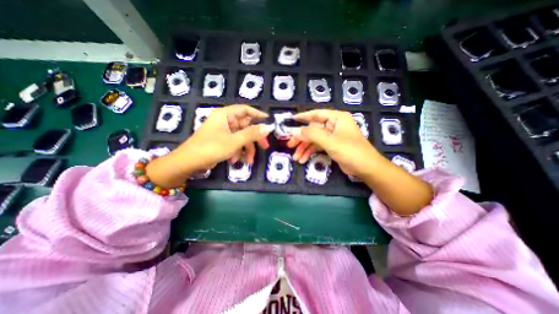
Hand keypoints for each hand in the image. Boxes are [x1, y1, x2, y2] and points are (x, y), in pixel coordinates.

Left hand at [145, 105, 274, 188]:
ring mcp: (224, 131)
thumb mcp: (234, 141)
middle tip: (264, 147)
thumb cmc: (211, 148)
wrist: (188, 163)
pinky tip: (235, 161)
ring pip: (242, 137)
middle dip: (254, 138)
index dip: (258, 115)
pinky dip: (238, 152)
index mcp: (225, 115)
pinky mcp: (222, 141)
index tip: (269, 122)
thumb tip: (269, 127)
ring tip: (248, 161)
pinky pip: (235, 143)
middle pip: (246, 126)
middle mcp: (225, 121)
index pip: (245, 110)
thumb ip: (252, 134)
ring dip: (246, 149)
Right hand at [291, 109, 382, 178]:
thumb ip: (311, 134)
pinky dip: (310, 152)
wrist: (366, 168)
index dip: (302, 117)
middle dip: (301, 139)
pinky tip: (303, 159)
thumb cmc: (350, 151)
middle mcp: (334, 125)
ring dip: (304, 148)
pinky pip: (318, 146)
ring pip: (314, 139)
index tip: (290, 121)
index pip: (316, 114)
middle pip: (313, 129)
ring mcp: (332, 136)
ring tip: (296, 157)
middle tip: (290, 145)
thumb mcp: (330, 141)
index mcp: (337, 118)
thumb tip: (294, 131)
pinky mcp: (332, 146)